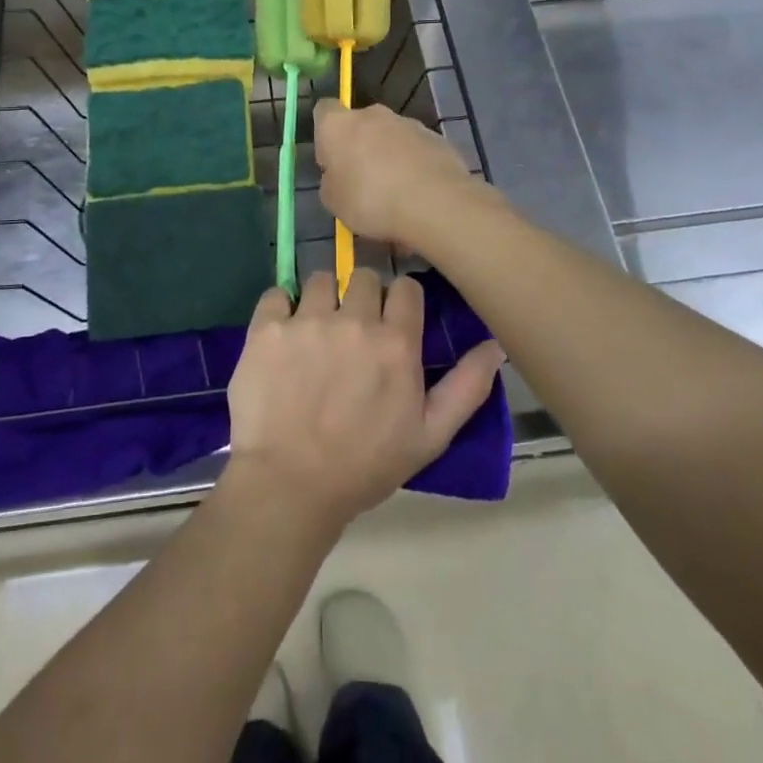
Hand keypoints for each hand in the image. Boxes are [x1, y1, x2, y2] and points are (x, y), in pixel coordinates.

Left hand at [224, 268, 504, 533]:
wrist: (289, 485)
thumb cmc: (365, 465)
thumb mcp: (430, 436)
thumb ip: (466, 387)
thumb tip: (495, 346)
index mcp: (395, 342)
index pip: (405, 286)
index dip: (400, 301)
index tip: (391, 320)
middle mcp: (353, 319)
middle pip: (363, 276)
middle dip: (362, 297)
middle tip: (352, 331)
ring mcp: (307, 320)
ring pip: (320, 279)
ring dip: (322, 299)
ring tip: (315, 333)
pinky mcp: (267, 327)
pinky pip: (276, 293)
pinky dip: (280, 308)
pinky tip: (282, 336)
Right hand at [312, 102, 485, 250]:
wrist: (434, 203)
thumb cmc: (370, 200)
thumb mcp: (333, 202)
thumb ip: (332, 181)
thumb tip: (339, 175)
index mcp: (339, 124)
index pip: (323, 110)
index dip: (325, 134)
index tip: (330, 161)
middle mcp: (372, 114)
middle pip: (360, 124)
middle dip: (360, 147)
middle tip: (362, 182)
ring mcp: (408, 123)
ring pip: (391, 137)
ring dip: (389, 157)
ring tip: (395, 194)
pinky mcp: (436, 138)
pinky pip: (416, 150)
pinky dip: (414, 166)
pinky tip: (418, 195)